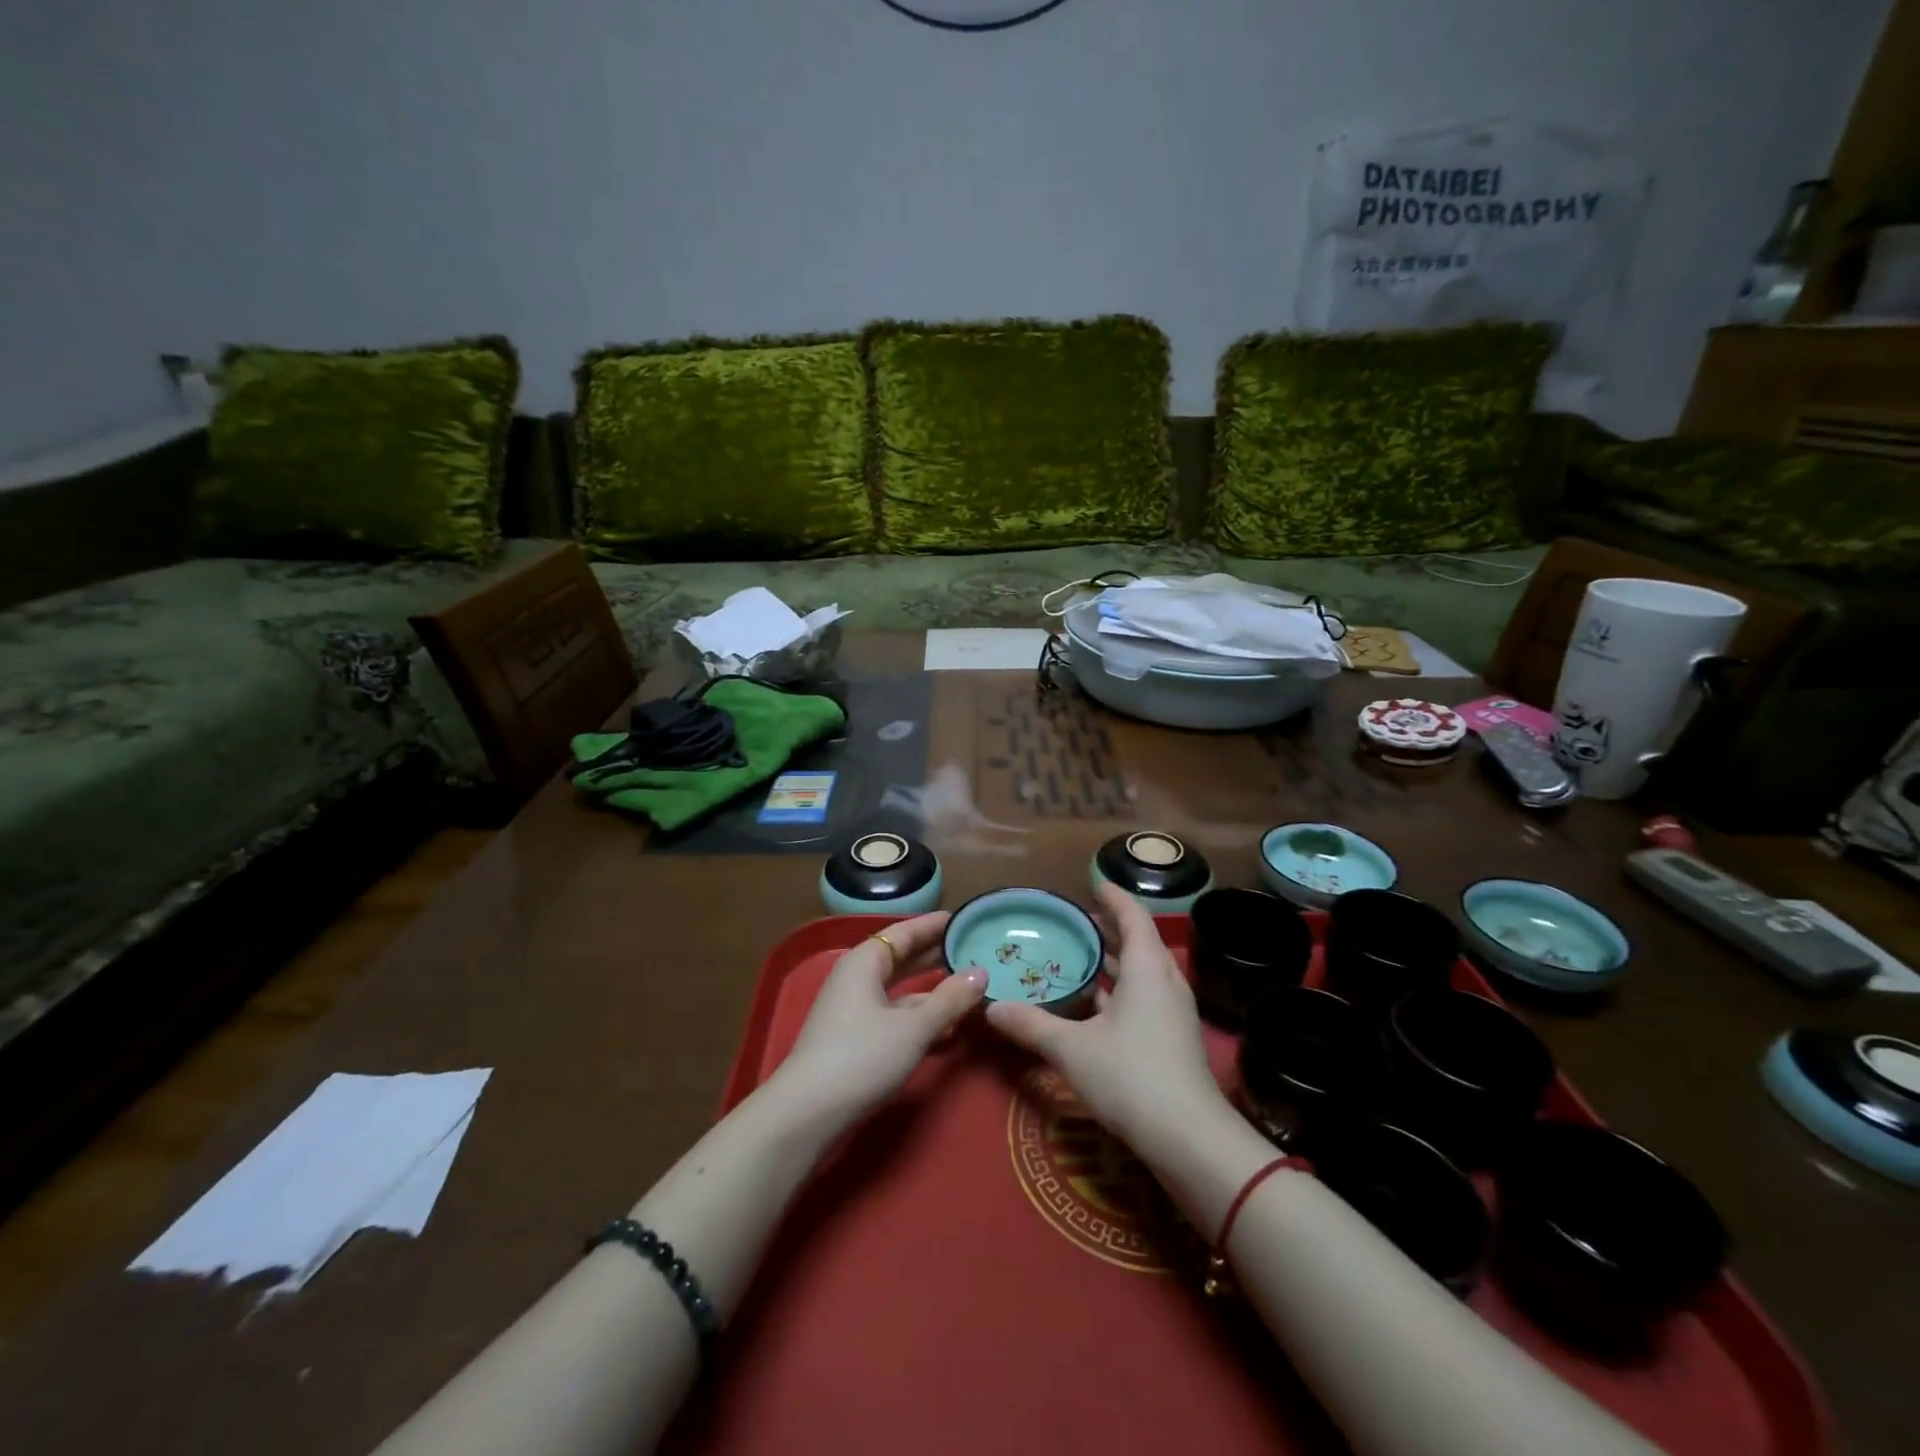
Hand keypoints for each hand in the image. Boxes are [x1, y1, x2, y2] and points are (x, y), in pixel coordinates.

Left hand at [774, 912, 987, 1130]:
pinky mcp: (855, 1040)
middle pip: (902, 959)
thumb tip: (981, 972)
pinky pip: (895, 1017)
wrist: (807, 1113)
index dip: (933, 926)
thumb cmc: (861, 1057)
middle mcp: (857, 979)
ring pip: (900, 991)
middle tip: (973, 950)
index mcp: (865, 962)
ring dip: (932, 991)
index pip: (905, 932)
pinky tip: (948, 1029)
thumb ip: (950, 999)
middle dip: (935, 956)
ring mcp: (854, 1011)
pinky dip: (920, 1018)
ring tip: (970, 988)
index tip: (963, 919)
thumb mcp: (914, 1027)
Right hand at [984, 883, 1228, 1160]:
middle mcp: (1165, 980)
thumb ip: (1031, 1025)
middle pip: (1139, 940)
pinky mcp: (1174, 1036)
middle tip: (1076, 920)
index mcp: (1146, 967)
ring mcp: (1174, 1010)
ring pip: (1143, 970)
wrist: (1188, 1138)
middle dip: (1110, 927)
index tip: (1093, 882)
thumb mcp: (1072, 1049)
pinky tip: (1095, 1003)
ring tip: (1080, 955)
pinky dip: (1121, 987)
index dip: (1113, 896)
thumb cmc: (1130, 1076)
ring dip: (1115, 959)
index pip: (1132, 915)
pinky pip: (1145, 995)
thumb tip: (990, 1008)